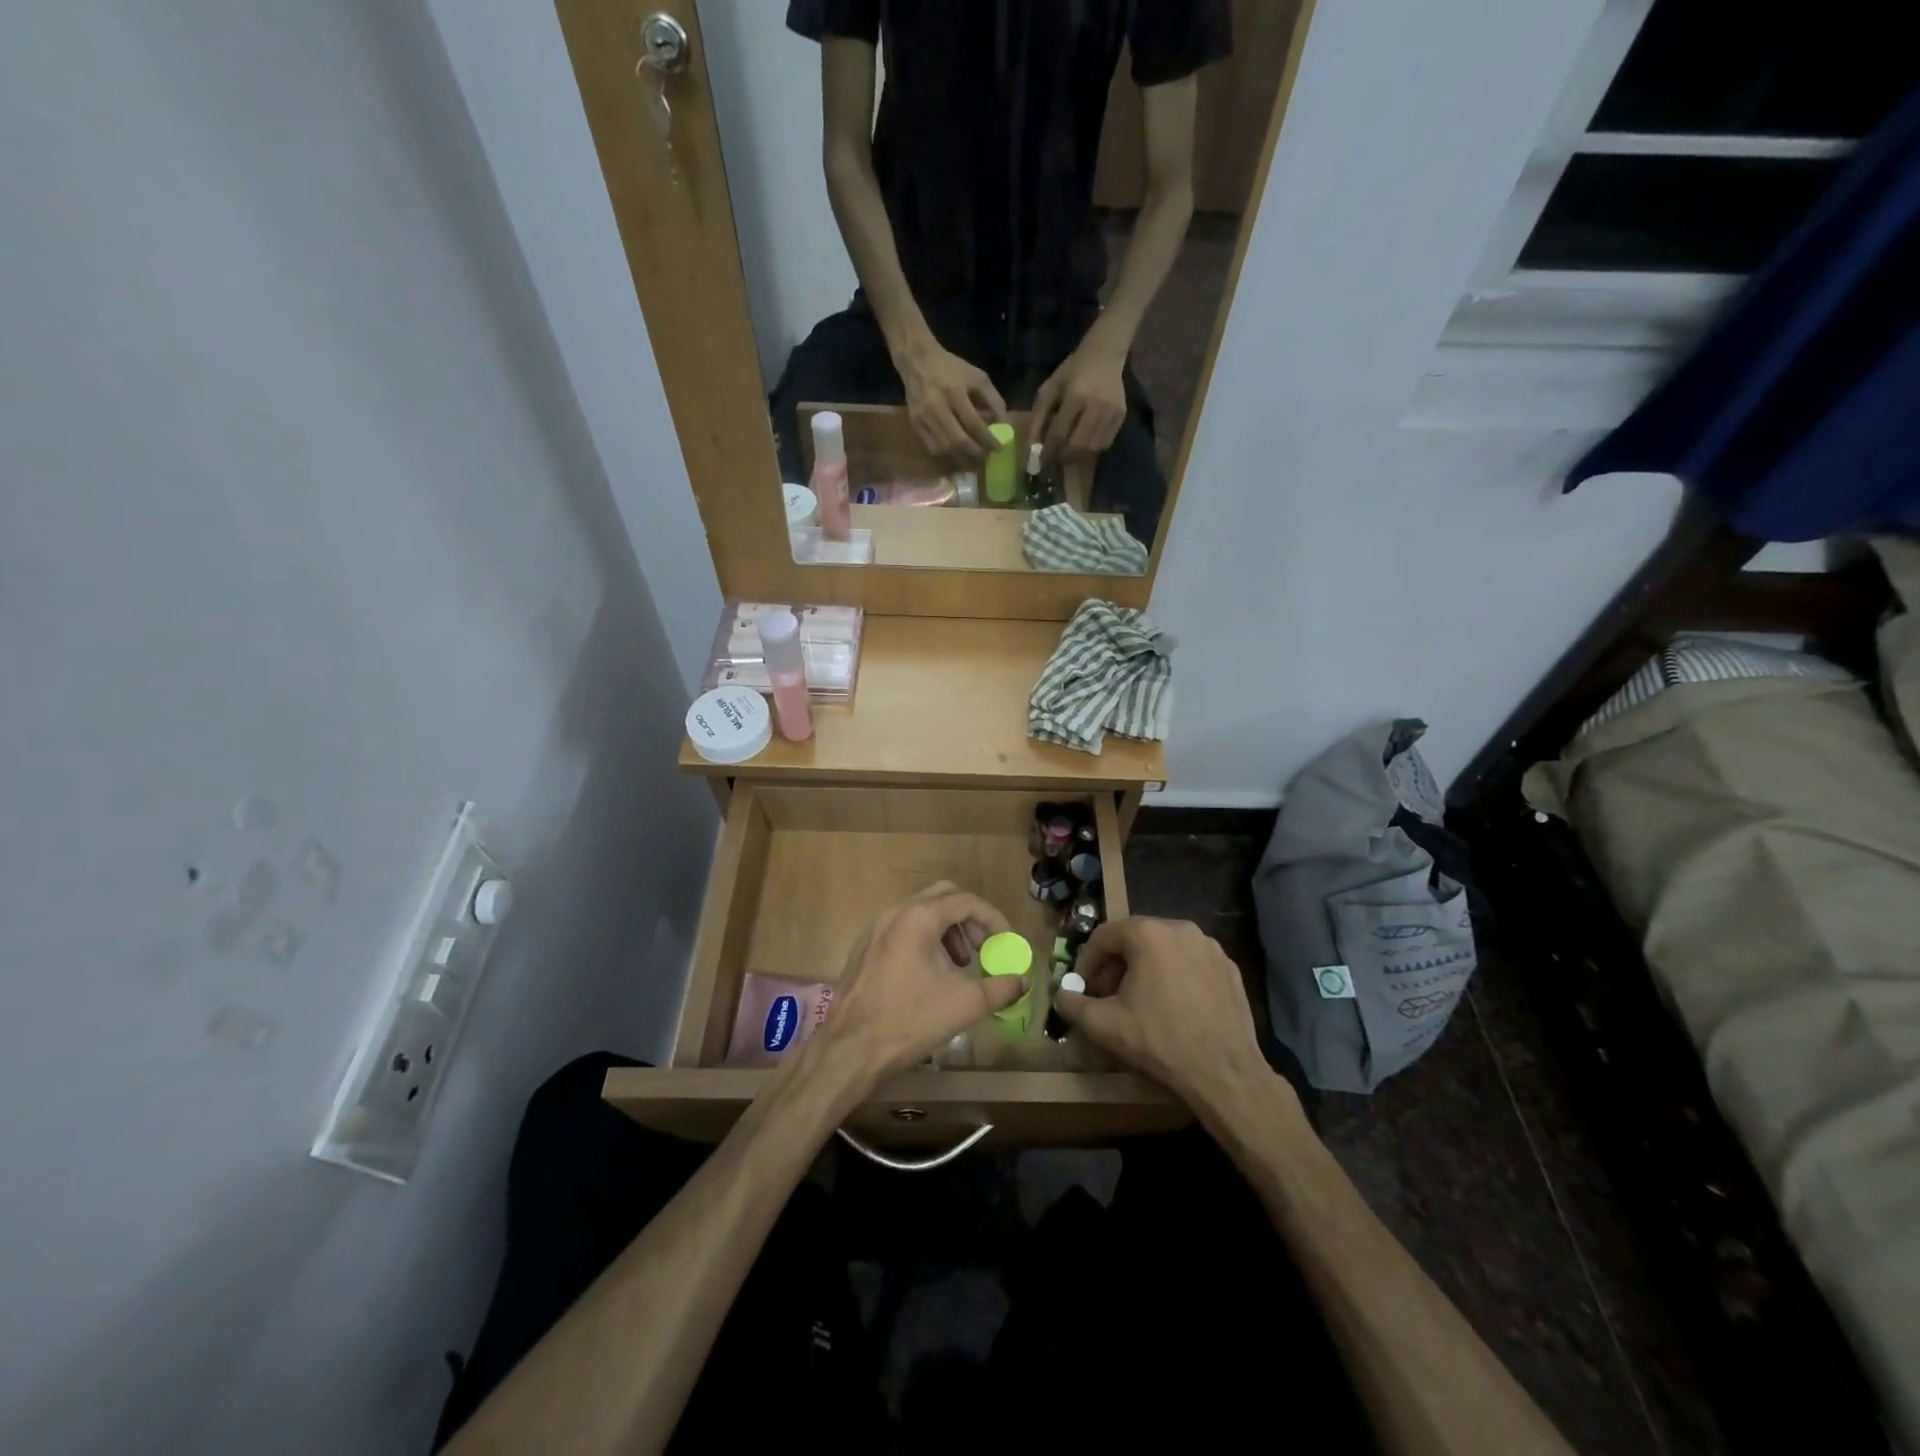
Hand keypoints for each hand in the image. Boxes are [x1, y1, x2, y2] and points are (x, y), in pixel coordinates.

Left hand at [811, 882, 1026, 1086]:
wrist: (850, 1050)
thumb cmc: (910, 1020)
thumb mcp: (966, 1004)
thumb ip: (1001, 988)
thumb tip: (1021, 981)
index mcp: (919, 918)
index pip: (966, 901)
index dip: (993, 918)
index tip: (1006, 941)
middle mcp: (895, 913)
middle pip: (942, 897)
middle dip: (968, 919)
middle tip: (981, 948)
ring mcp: (875, 929)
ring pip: (920, 913)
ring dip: (946, 931)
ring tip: (957, 967)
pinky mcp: (864, 948)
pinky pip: (902, 929)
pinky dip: (924, 940)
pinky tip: (929, 977)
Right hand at [896, 344, 1005, 459]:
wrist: (917, 361)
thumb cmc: (951, 369)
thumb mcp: (977, 377)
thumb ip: (994, 400)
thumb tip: (1005, 426)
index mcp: (955, 392)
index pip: (974, 424)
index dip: (988, 440)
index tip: (999, 449)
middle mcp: (937, 408)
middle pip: (958, 441)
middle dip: (975, 454)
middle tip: (986, 459)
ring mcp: (924, 418)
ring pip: (944, 450)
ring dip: (961, 460)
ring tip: (974, 463)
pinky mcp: (915, 425)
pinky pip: (932, 449)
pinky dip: (946, 458)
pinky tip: (957, 459)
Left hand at [1030, 345, 1126, 461]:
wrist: (1105, 354)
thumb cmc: (1073, 371)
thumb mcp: (1050, 388)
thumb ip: (1038, 417)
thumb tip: (1032, 447)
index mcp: (1075, 396)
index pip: (1059, 433)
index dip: (1049, 450)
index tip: (1041, 459)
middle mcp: (1096, 406)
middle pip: (1078, 445)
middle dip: (1064, 457)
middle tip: (1055, 459)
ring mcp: (1111, 411)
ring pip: (1092, 448)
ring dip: (1078, 455)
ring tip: (1069, 452)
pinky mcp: (1121, 415)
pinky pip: (1105, 443)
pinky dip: (1092, 448)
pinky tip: (1084, 443)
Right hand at [1055, 917, 1269, 1108]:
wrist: (1225, 1073)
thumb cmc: (1159, 1041)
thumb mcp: (1104, 1025)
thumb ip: (1073, 1004)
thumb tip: (1061, 996)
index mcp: (1148, 933)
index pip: (1104, 936)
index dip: (1087, 962)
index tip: (1083, 988)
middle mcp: (1181, 929)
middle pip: (1135, 939)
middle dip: (1116, 966)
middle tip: (1107, 996)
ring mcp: (1210, 947)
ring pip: (1164, 950)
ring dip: (1145, 970)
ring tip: (1139, 1003)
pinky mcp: (1230, 968)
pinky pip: (1191, 963)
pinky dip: (1175, 977)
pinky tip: (1173, 1008)